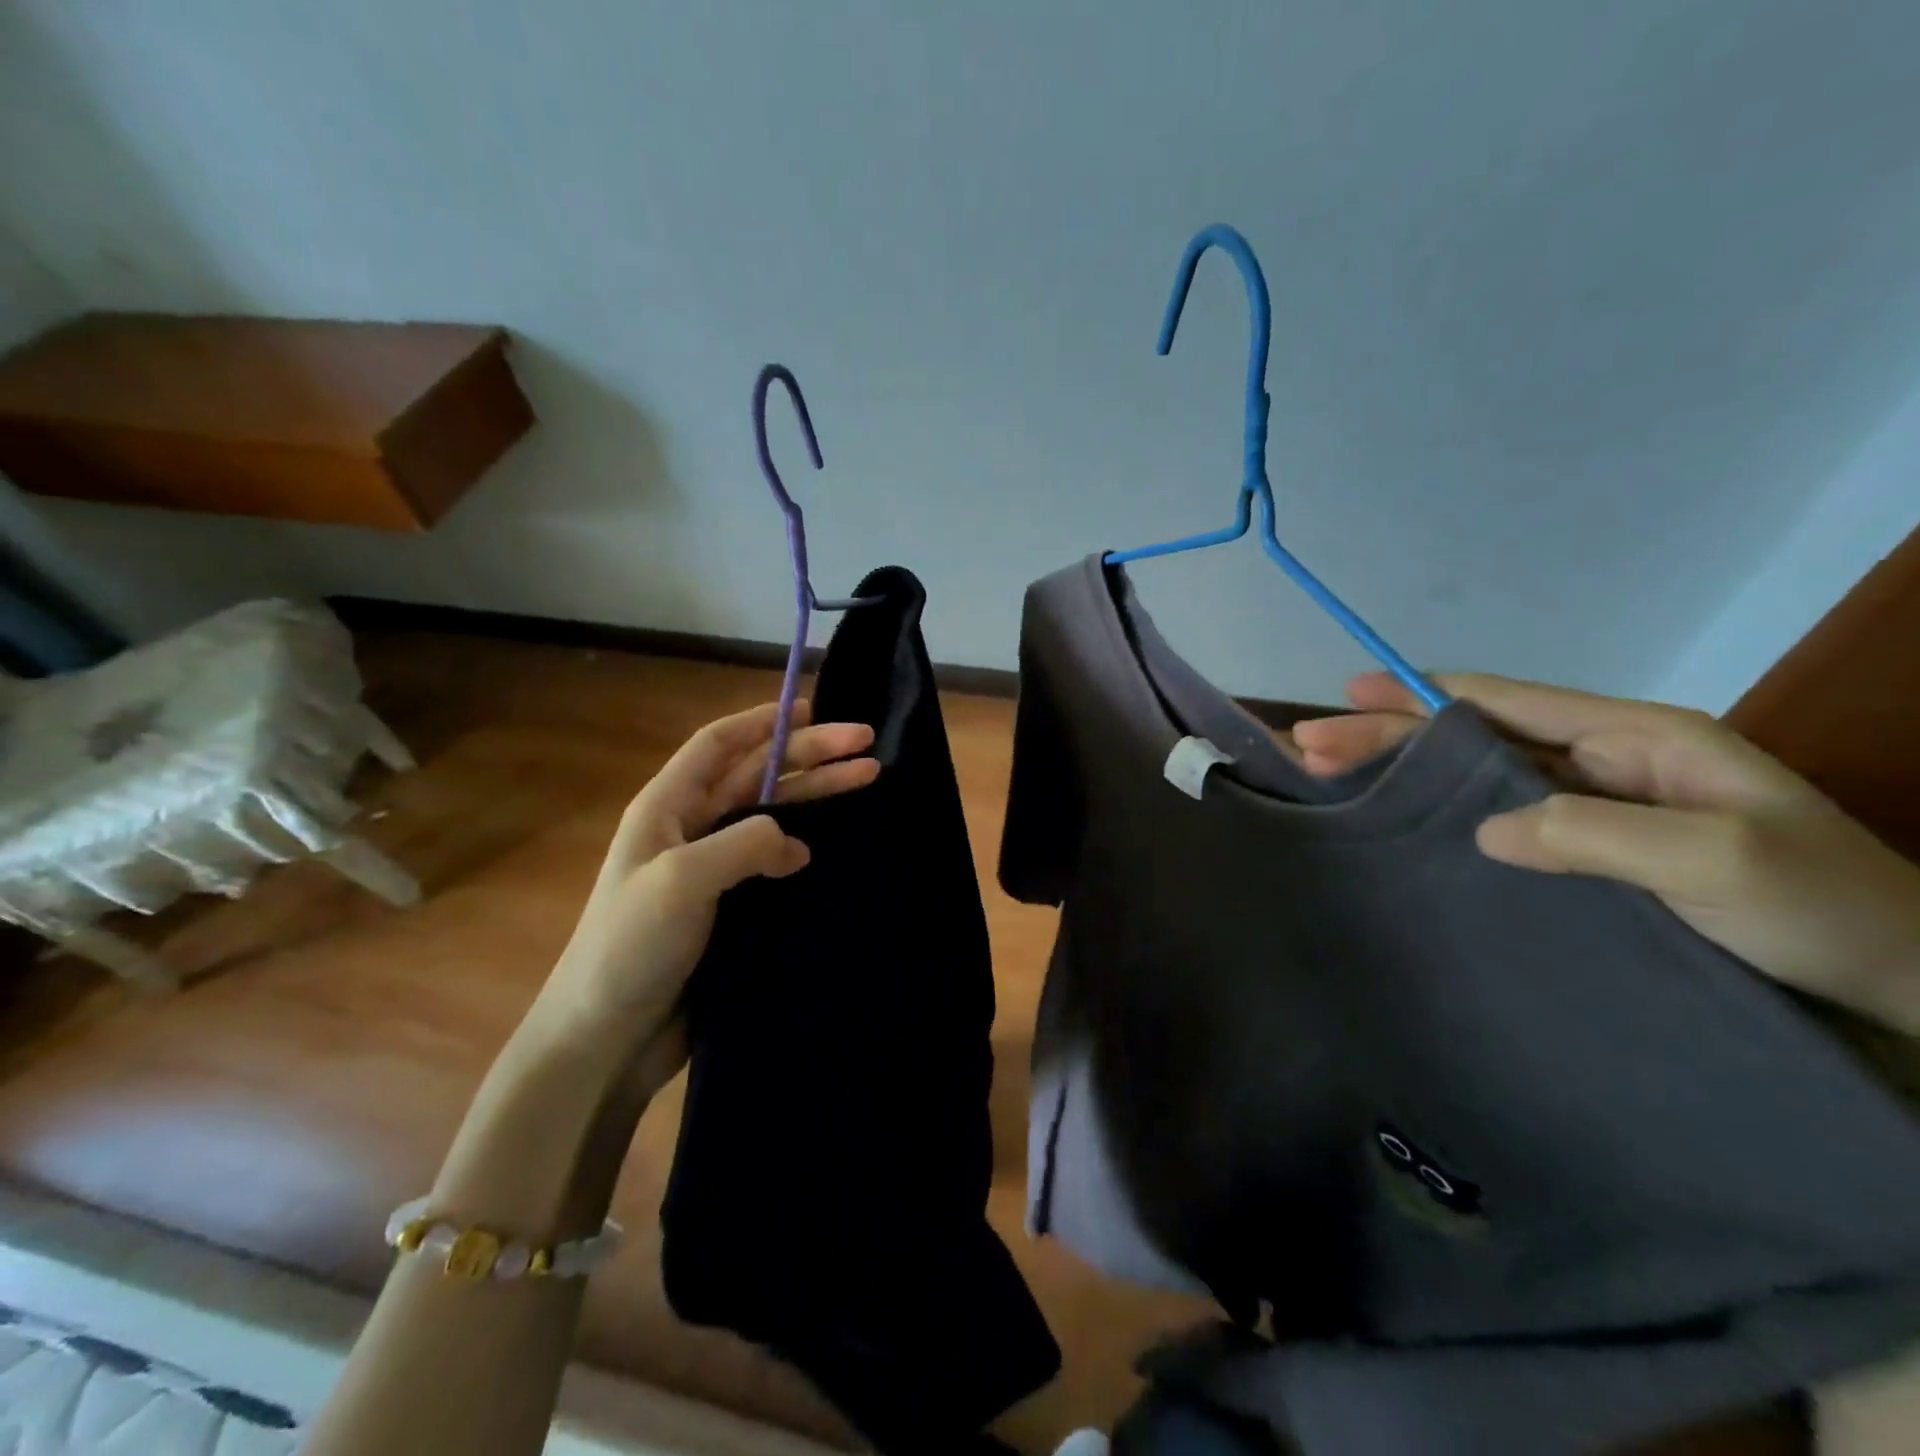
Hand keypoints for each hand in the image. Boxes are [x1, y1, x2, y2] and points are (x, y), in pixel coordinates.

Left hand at [527, 699, 879, 1092]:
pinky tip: (832, 845)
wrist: (605, 1037)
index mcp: (666, 807)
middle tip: (865, 742)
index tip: (814, 708)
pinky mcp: (729, 906)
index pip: (719, 744)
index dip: (764, 720)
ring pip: (771, 813)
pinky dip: (803, 844)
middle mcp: (690, 828)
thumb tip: (795, 843)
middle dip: (809, 753)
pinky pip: (772, 859)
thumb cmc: (629, 948)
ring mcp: (710, 869)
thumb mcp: (681, 880)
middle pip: (756, 774)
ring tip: (867, 777)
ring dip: (815, 793)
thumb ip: (743, 843)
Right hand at [1292, 672, 1919, 1035]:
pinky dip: (1439, 811)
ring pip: (1475, 775)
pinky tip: (1400, 819)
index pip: (1505, 702)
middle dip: (1389, 734)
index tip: (1350, 692)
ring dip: (1402, 771)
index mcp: (1633, 738)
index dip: (1421, 694)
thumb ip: (1597, 832)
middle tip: (1310, 745)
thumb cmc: (1821, 907)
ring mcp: (1592, 805)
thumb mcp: (1719, 860)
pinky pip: (1497, 818)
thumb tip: (1484, 828)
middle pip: (1473, 736)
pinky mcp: (1585, 850)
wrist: (1902, 979)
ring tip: (1330, 773)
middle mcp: (1602, 761)